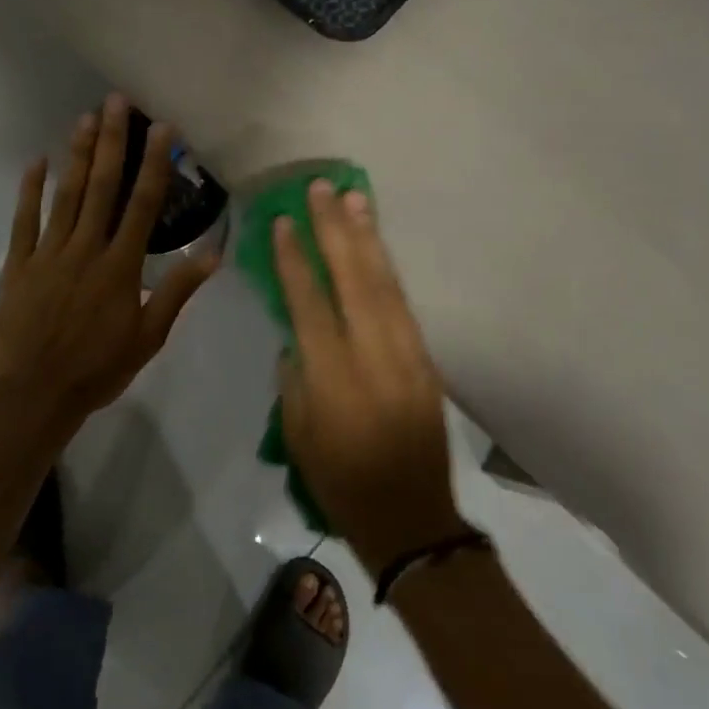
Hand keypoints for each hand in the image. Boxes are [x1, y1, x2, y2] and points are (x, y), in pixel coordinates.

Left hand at [0, 95, 217, 430]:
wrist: (36, 394)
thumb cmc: (99, 368)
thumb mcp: (149, 336)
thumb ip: (177, 291)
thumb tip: (212, 253)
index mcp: (120, 266)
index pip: (142, 205)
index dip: (154, 164)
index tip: (162, 130)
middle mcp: (86, 249)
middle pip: (101, 187)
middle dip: (111, 142)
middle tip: (116, 102)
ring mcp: (49, 254)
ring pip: (65, 196)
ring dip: (77, 155)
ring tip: (85, 117)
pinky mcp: (19, 265)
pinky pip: (24, 222)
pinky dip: (29, 191)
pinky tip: (36, 161)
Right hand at [275, 181, 466, 572]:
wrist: (412, 520)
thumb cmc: (341, 482)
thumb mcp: (298, 433)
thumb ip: (295, 376)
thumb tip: (297, 333)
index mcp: (333, 377)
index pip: (309, 302)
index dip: (294, 259)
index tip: (282, 221)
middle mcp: (372, 355)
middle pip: (352, 279)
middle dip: (334, 229)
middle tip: (322, 188)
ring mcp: (406, 354)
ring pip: (384, 283)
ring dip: (367, 237)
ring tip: (353, 198)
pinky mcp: (427, 359)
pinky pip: (402, 303)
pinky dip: (387, 268)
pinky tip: (375, 244)